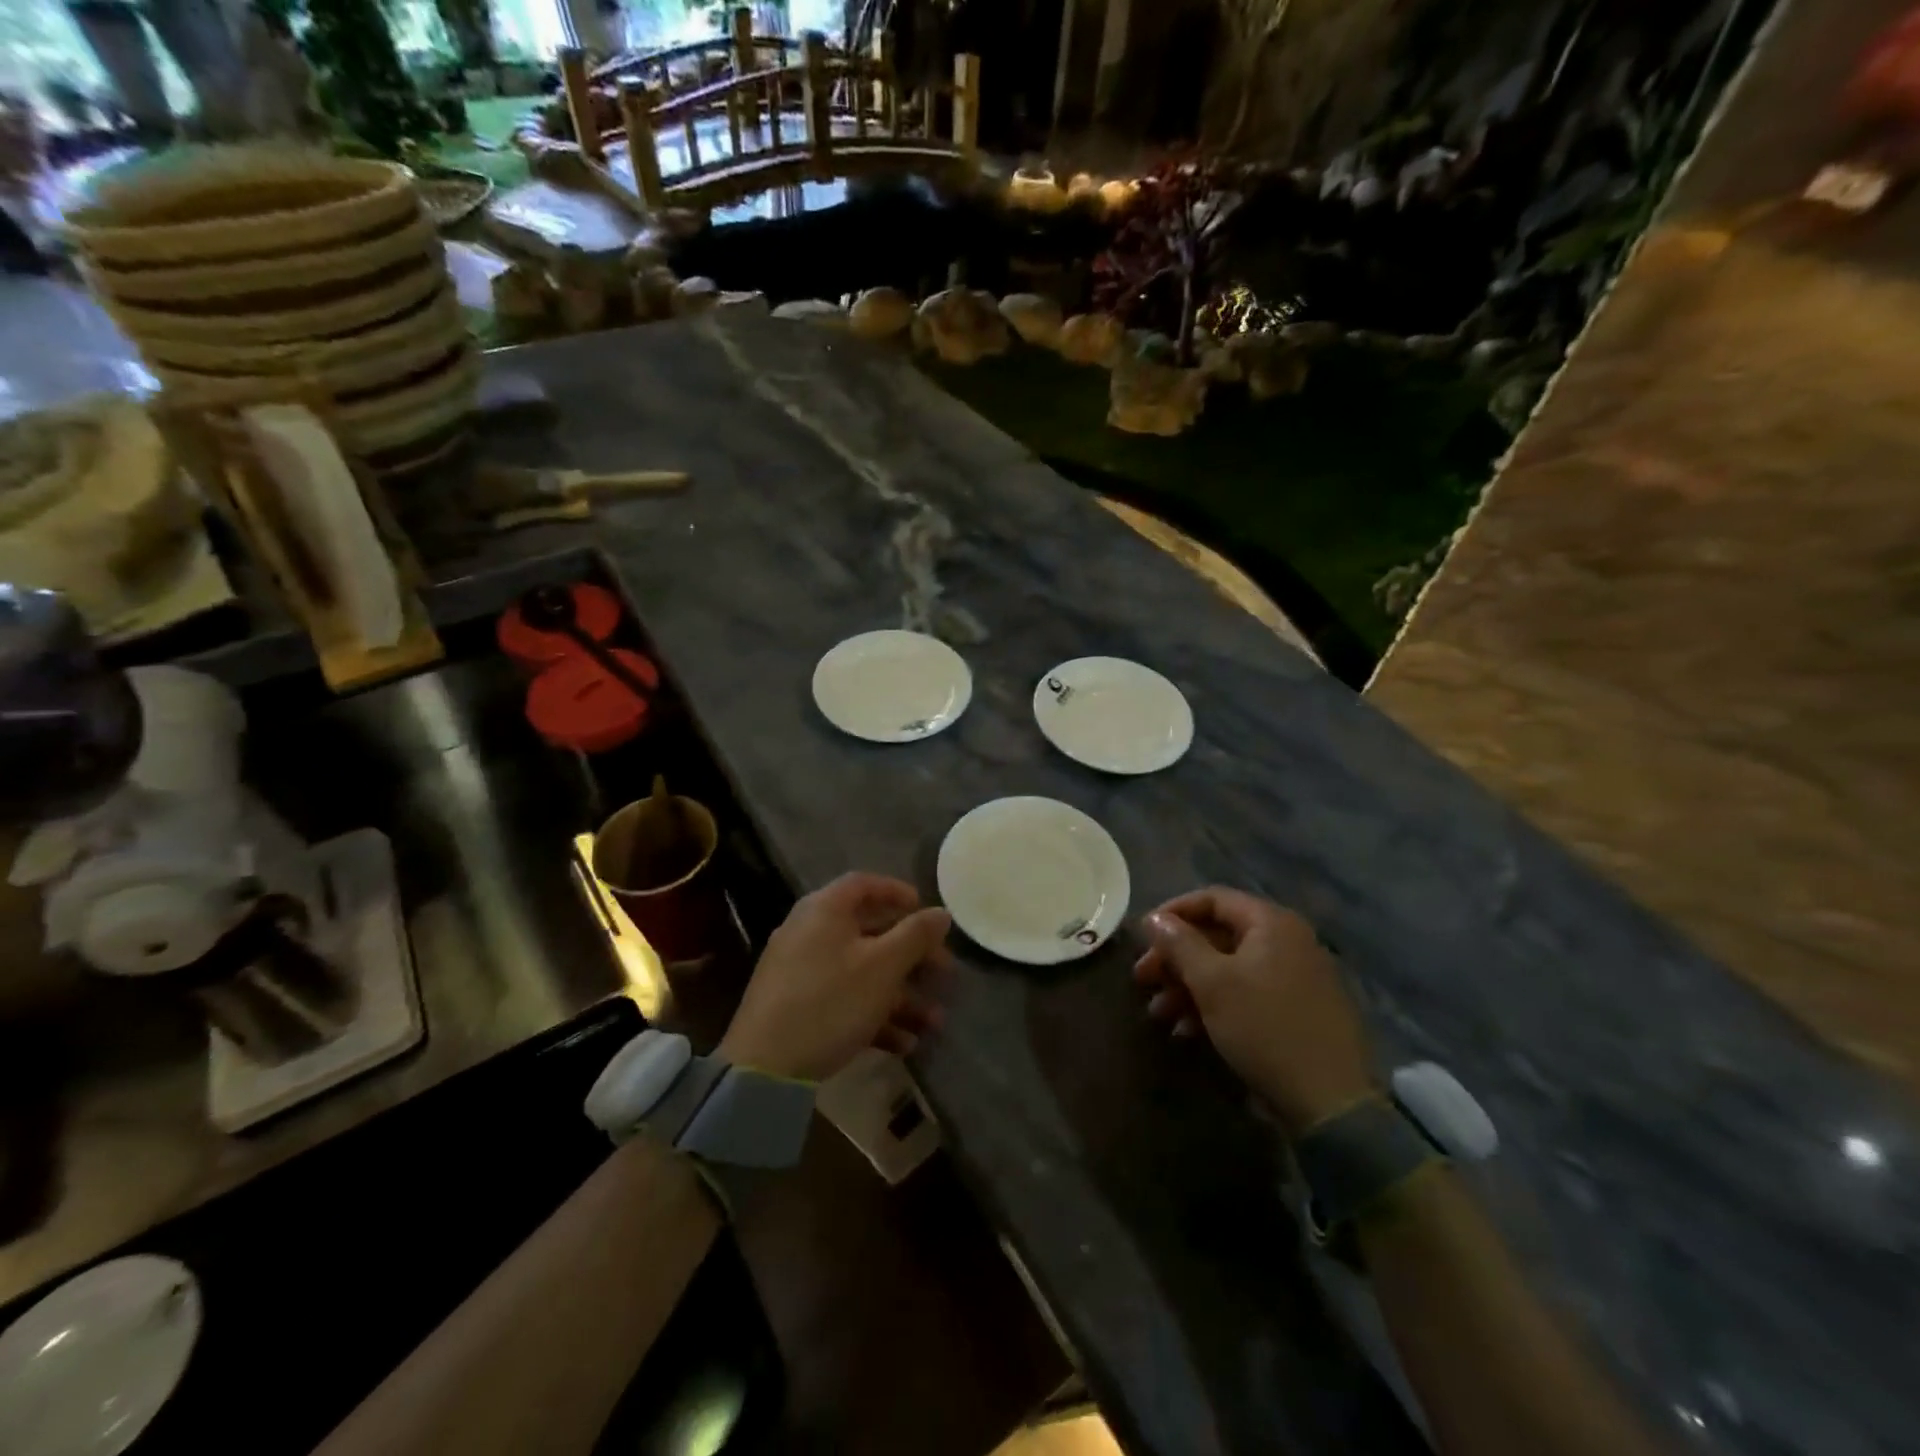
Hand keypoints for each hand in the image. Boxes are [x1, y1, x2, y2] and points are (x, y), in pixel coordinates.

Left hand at [720, 872, 952, 1082]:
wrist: (764, 1067)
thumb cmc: (831, 1001)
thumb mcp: (883, 966)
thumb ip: (915, 935)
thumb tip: (941, 912)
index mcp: (825, 909)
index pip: (865, 884)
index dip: (899, 893)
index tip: (928, 913)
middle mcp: (809, 931)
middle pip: (869, 932)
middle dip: (911, 956)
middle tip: (944, 974)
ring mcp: (799, 970)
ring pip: (861, 972)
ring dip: (900, 995)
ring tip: (933, 1023)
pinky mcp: (796, 1006)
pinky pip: (843, 998)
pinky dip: (873, 1014)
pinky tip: (903, 1044)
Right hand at [1134, 887, 1374, 1135]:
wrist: (1331, 1102)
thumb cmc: (1264, 1027)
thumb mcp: (1212, 983)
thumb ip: (1179, 944)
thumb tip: (1154, 918)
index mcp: (1271, 923)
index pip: (1212, 898)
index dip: (1172, 913)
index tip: (1142, 937)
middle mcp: (1287, 941)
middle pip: (1218, 935)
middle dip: (1176, 958)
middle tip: (1142, 980)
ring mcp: (1296, 977)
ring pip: (1229, 968)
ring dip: (1189, 986)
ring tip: (1159, 1014)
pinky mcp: (1297, 1011)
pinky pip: (1247, 994)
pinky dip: (1214, 1006)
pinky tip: (1187, 1032)